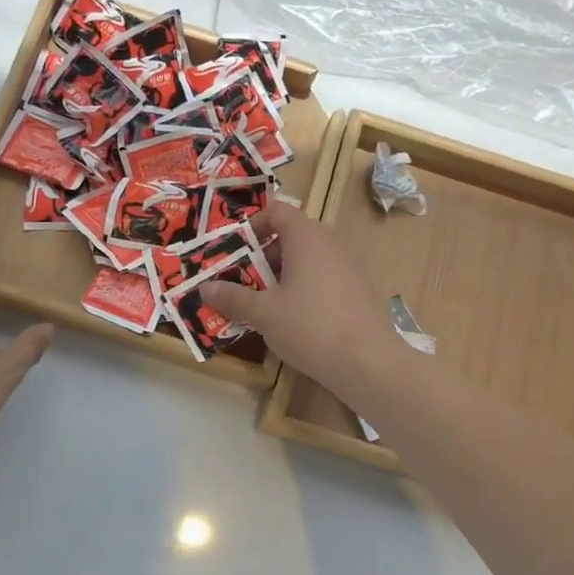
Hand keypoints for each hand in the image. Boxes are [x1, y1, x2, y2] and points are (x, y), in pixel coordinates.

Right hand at [200, 200, 406, 401]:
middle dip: (263, 257)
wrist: (368, 363)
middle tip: (242, 282)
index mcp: (306, 237)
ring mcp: (349, 266)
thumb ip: (233, 297)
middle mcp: (331, 243)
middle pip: (291, 236)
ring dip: (282, 275)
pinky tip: (293, 320)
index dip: (253, 226)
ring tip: (263, 304)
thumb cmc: (310, 326)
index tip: (235, 252)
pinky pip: (324, 278)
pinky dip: (304, 289)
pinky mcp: (359, 290)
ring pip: (308, 260)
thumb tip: (205, 288)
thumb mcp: (263, 313)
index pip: (278, 211)